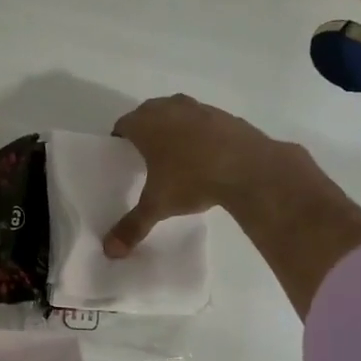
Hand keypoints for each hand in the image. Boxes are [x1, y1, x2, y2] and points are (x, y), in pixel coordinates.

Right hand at [103, 94, 279, 256]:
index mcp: (146, 124)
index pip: (123, 125)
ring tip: (176, 153)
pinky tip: (206, 154)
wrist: (249, 167)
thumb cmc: (192, 180)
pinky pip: (203, 120)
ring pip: (177, 112)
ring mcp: (199, 108)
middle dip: (145, 129)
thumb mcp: (158, 206)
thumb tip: (111, 252)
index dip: (120, 139)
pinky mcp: (225, 115)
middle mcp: (169, 108)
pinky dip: (199, 132)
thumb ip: (132, 226)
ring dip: (173, 126)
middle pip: (148, 113)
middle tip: (146, 154)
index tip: (123, 155)